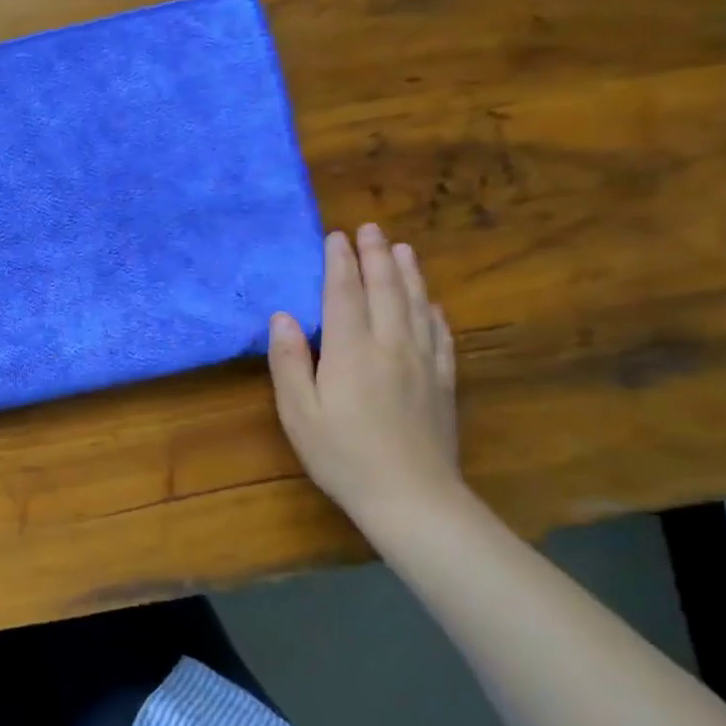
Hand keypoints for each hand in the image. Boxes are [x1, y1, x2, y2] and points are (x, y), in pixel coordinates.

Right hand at [268, 225, 462, 530]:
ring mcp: (422, 362)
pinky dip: (433, 309)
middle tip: (370, 228)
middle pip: (384, 289)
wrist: (411, 497)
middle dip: (376, 255)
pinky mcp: (442, 381)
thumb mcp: (298, 412)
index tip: (335, 236)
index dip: (339, 262)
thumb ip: (289, 361)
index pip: (343, 294)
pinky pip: (440, 334)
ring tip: (402, 248)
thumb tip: (283, 316)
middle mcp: (390, 345)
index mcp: (350, 351)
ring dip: (407, 273)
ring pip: (416, 304)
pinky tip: (431, 301)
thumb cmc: (342, 455)